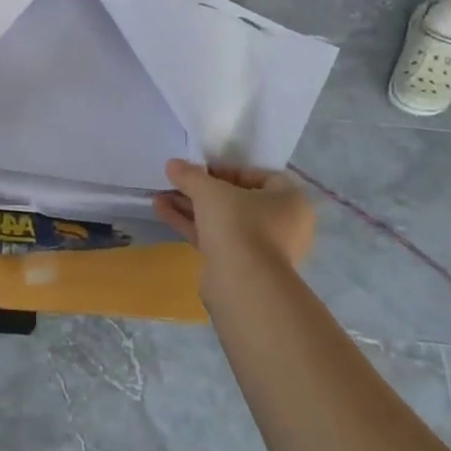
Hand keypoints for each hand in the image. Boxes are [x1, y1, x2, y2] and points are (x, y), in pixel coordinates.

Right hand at [153, 160, 315, 270]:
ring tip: (160, 195)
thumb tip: (173, 164)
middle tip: (176, 182)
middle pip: (237, 199)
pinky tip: (162, 211)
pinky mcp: (240, 268)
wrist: (244, 285)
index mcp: (290, 200)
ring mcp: (261, 249)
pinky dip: (192, 225)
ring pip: (223, 221)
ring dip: (191, 207)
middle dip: (202, 190)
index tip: (201, 170)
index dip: (227, 169)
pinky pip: (216, 239)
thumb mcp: (210, 191)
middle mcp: (282, 224)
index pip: (259, 175)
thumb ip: (190, 175)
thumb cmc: (239, 224)